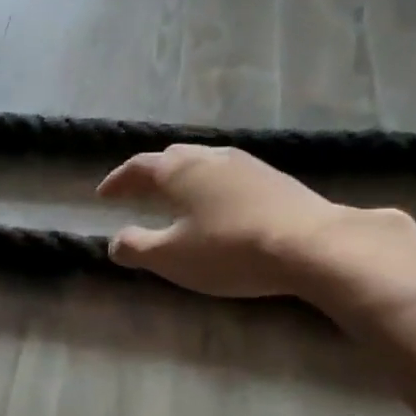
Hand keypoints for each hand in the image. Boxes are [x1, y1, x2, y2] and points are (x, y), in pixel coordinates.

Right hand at [96, 145, 367, 299]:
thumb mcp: (172, 257)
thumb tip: (114, 242)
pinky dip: (211, 186)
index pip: (138, 167)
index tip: (102, 194)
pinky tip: (219, 205)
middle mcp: (210, 157)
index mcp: (179, 171)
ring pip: (204, 162)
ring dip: (184, 177)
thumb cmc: (230, 249)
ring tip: (177, 196)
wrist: (312, 245)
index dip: (118, 181)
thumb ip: (136, 247)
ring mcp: (246, 164)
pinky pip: (229, 175)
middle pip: (172, 157)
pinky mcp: (275, 178)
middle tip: (138, 191)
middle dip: (151, 173)